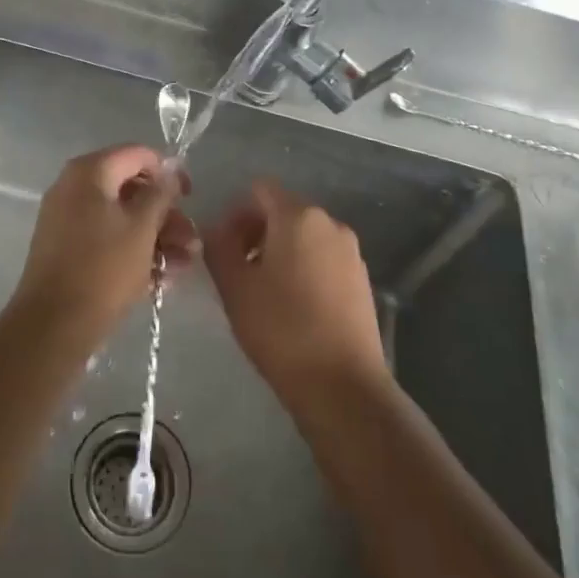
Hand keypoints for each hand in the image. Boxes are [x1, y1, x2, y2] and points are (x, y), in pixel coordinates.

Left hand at [9, 145, 197, 350]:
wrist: (53, 326)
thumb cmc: (103, 269)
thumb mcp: (142, 228)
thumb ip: (160, 194)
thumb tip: (170, 170)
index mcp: (89, 172)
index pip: (137, 154)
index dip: (168, 172)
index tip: (190, 197)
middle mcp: (74, 187)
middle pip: (131, 188)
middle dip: (165, 214)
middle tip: (191, 240)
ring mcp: (67, 218)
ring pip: (122, 217)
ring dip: (156, 237)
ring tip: (183, 265)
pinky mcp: (67, 248)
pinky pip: (107, 238)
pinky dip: (133, 251)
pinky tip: (162, 277)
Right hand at [205, 180, 387, 407]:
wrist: (344, 387)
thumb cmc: (282, 329)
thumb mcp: (234, 287)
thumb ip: (218, 246)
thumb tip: (216, 228)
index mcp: (298, 216)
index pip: (259, 190)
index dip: (236, 213)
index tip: (224, 249)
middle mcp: (330, 223)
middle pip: (283, 211)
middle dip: (256, 233)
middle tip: (237, 272)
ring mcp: (351, 252)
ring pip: (304, 237)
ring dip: (279, 253)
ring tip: (264, 294)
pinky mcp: (362, 280)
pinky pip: (324, 259)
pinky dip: (304, 270)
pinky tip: (294, 308)